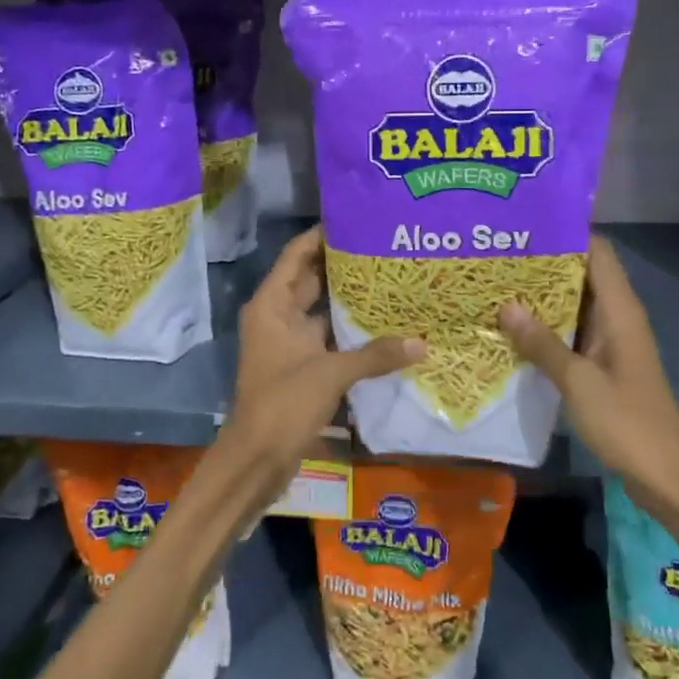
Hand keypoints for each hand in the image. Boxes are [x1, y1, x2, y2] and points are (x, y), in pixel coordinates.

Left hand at [221, 226, 422, 490]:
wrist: (256, 459)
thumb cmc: (283, 404)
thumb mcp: (330, 374)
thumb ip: (375, 355)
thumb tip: (422, 343)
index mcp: (272, 305)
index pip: (296, 255)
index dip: (321, 235)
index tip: (355, 219)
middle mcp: (277, 316)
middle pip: (311, 278)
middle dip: (342, 263)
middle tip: (382, 246)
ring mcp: (288, 342)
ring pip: (321, 308)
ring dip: (347, 297)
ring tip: (388, 276)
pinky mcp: (300, 365)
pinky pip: (327, 336)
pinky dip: (348, 328)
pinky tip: (381, 322)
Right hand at [500, 234, 678, 485]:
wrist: (665, 476)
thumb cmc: (626, 423)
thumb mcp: (577, 382)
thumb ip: (542, 343)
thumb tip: (506, 305)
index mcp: (620, 311)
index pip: (597, 252)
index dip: (566, 233)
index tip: (525, 224)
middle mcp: (618, 317)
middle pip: (583, 273)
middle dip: (544, 263)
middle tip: (498, 253)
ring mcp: (612, 341)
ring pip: (575, 303)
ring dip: (542, 295)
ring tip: (497, 282)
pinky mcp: (604, 363)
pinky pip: (573, 331)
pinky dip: (548, 325)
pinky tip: (514, 327)